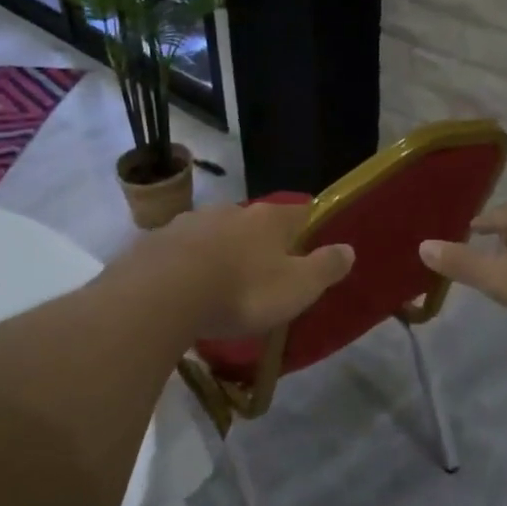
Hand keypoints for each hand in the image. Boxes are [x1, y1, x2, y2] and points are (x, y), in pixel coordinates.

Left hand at [119, 199, 353, 340]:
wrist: (162, 295)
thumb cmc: (242, 292)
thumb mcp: (297, 288)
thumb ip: (325, 267)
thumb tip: (348, 248)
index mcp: (269, 219)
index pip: (301, 212)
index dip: (310, 227)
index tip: (313, 244)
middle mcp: (231, 210)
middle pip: (255, 222)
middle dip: (262, 243)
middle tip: (266, 273)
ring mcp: (191, 222)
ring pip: (216, 233)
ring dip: (223, 252)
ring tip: (223, 284)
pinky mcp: (158, 241)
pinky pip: (183, 250)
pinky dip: (190, 264)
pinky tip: (186, 288)